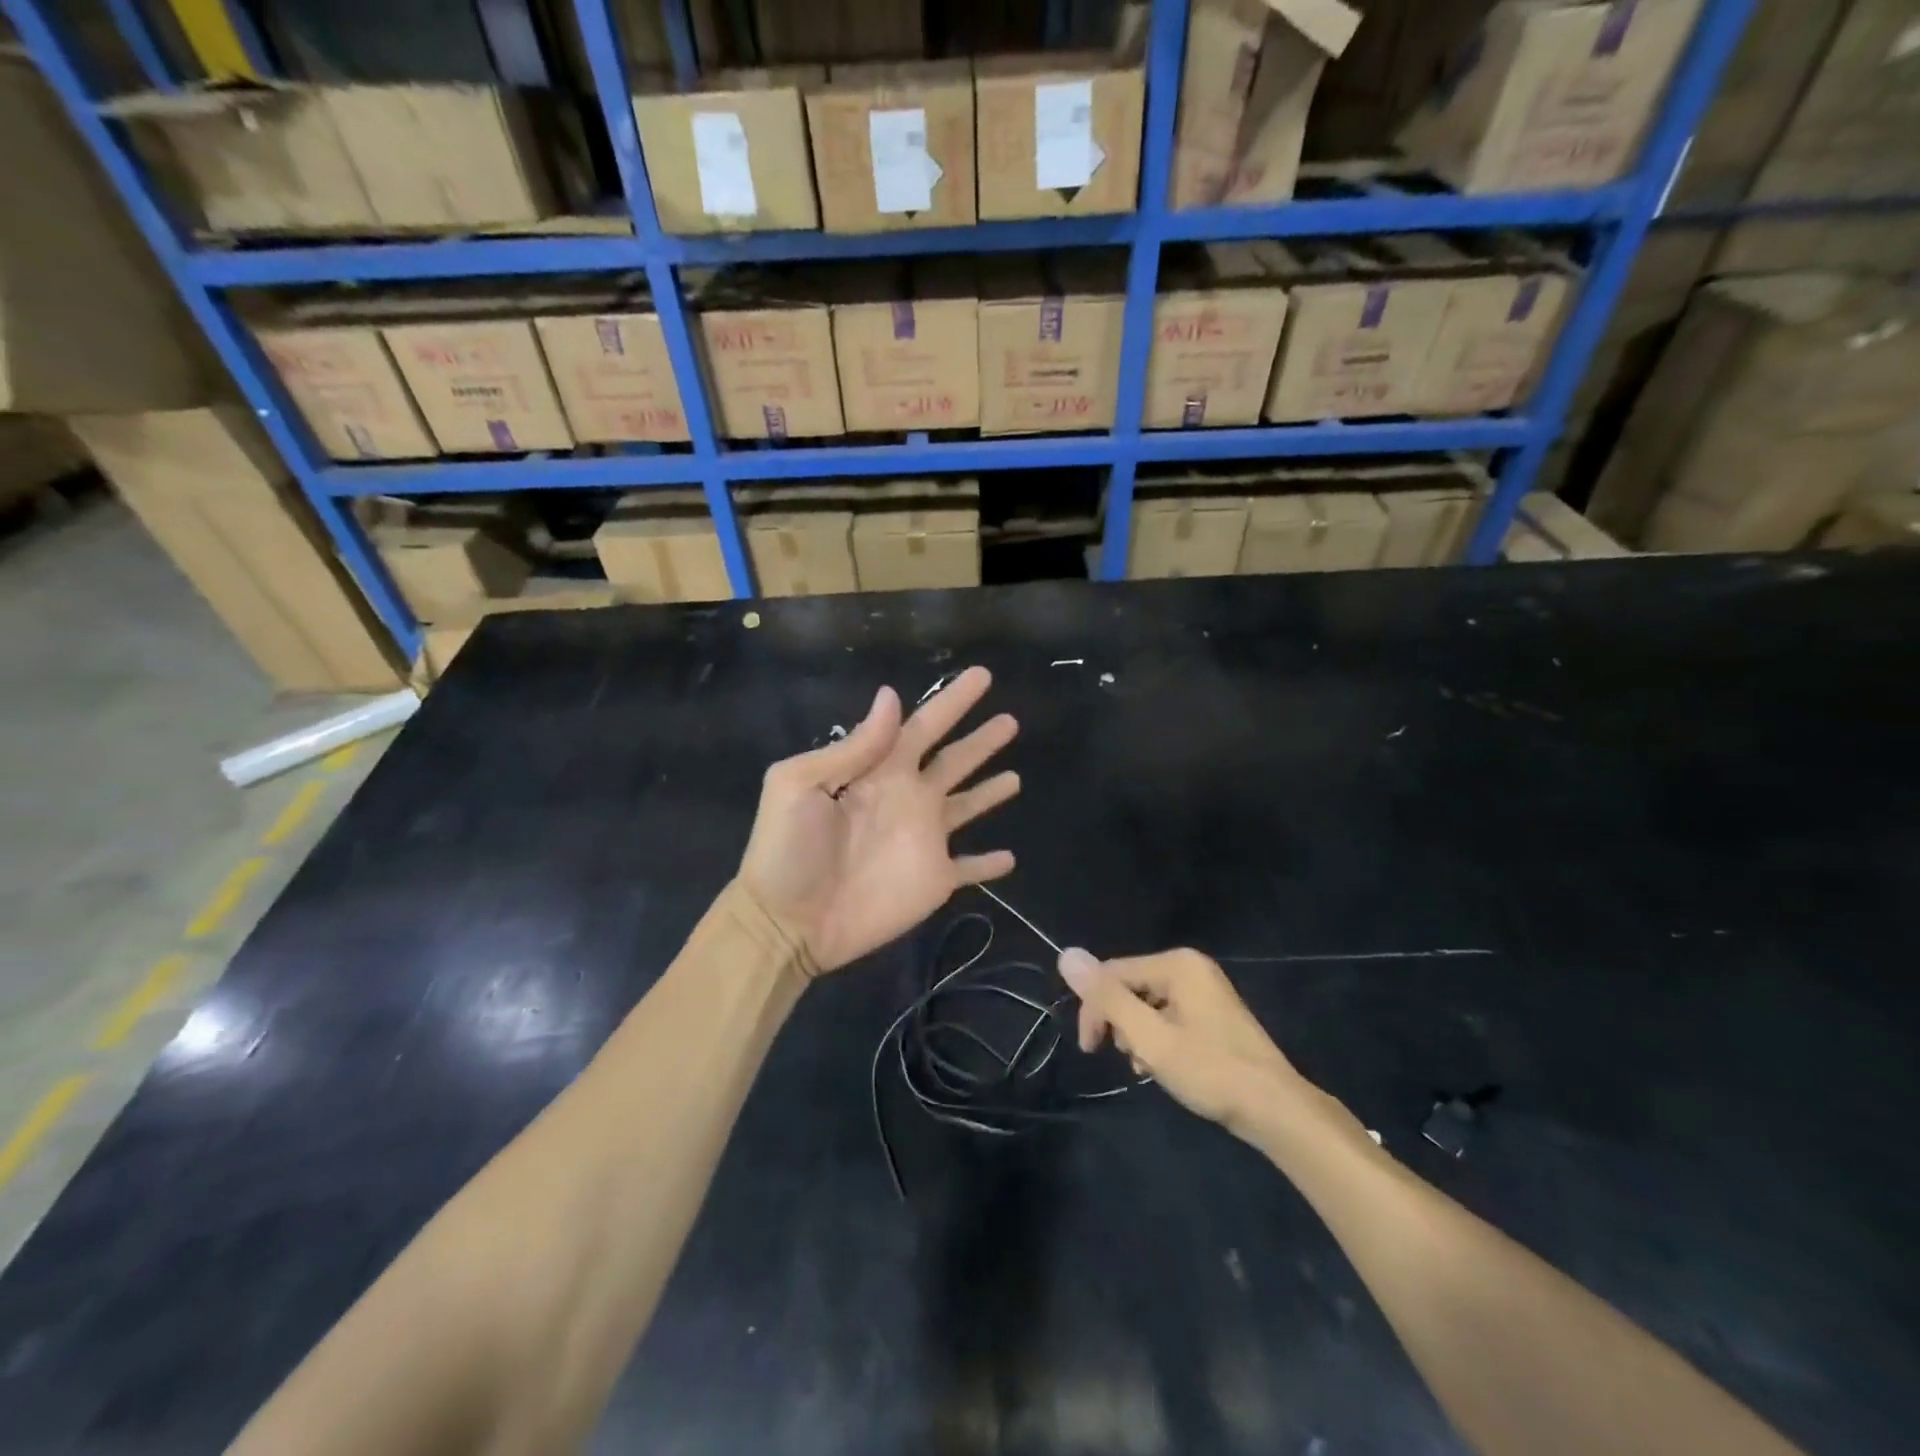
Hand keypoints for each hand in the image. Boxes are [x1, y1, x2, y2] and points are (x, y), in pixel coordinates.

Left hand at [740, 666, 1019, 974]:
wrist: (788, 922)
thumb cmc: (788, 850)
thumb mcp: (800, 784)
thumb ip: (852, 747)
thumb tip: (891, 696)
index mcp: (880, 771)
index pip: (923, 726)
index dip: (952, 701)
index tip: (982, 676)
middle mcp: (909, 798)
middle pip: (954, 760)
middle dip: (981, 740)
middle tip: (1011, 721)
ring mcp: (924, 840)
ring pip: (967, 806)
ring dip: (990, 791)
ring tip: (1016, 777)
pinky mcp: (934, 880)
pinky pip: (969, 868)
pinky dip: (989, 864)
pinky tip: (1010, 858)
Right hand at [1057, 947, 1304, 1136]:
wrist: (1276, 1110)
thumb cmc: (1210, 1071)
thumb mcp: (1150, 1037)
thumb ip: (1108, 998)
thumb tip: (1066, 955)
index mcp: (1176, 964)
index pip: (1112, 974)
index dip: (1094, 1010)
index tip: (1090, 1050)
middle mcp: (1190, 967)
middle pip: (1129, 987)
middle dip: (1120, 1024)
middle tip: (1131, 1061)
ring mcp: (1204, 989)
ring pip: (1146, 1005)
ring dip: (1138, 1036)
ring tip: (1150, 1067)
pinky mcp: (1212, 1013)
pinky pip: (1168, 1015)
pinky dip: (1158, 1039)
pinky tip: (1164, 1065)